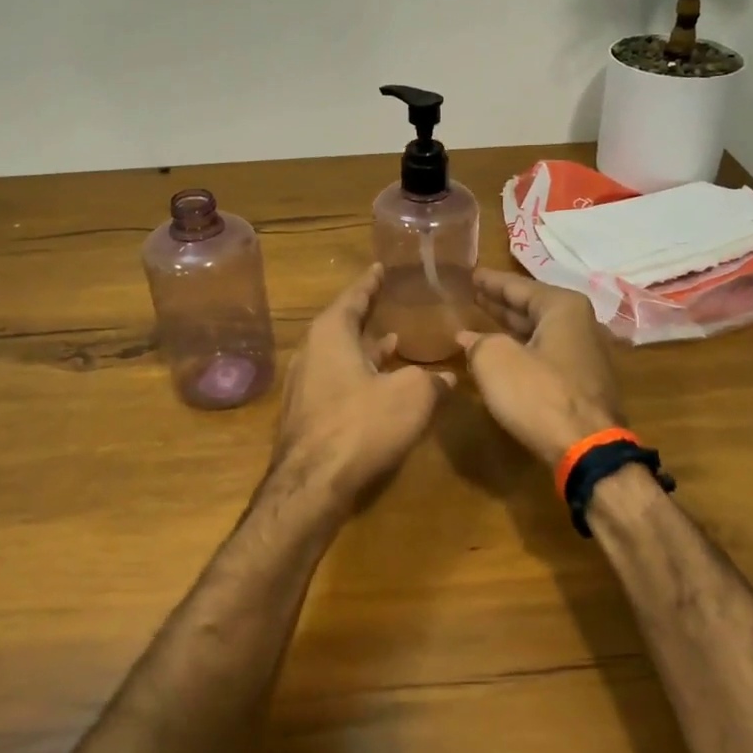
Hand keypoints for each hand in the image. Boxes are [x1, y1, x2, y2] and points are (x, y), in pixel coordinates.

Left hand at [271, 265, 453, 504]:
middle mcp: (310, 352)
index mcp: (330, 334)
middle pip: (343, 325)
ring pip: (340, 356)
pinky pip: (337, 381)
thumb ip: (432, 381)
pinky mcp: (307, 414)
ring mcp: (304, 385)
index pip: (353, 297)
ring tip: (394, 341)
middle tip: (389, 302)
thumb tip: (448, 377)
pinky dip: (359, 375)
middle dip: (368, 316)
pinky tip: (380, 386)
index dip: (370, 283)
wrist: (312, 484)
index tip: (380, 268)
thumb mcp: (411, 396)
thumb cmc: (362, 424)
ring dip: (366, 349)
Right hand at [458, 270, 623, 465]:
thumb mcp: (495, 361)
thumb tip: (469, 338)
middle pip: (532, 307)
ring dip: (510, 328)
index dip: (490, 281)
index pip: (517, 286)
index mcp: (563, 307)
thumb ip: (479, 342)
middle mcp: (580, 324)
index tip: (470, 274)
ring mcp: (585, 355)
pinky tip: (502, 355)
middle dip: (501, 303)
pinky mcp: (583, 383)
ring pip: (539, 333)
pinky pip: (545, 355)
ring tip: (481, 322)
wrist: (586, 448)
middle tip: (472, 295)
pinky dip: (522, 350)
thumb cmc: (539, 394)